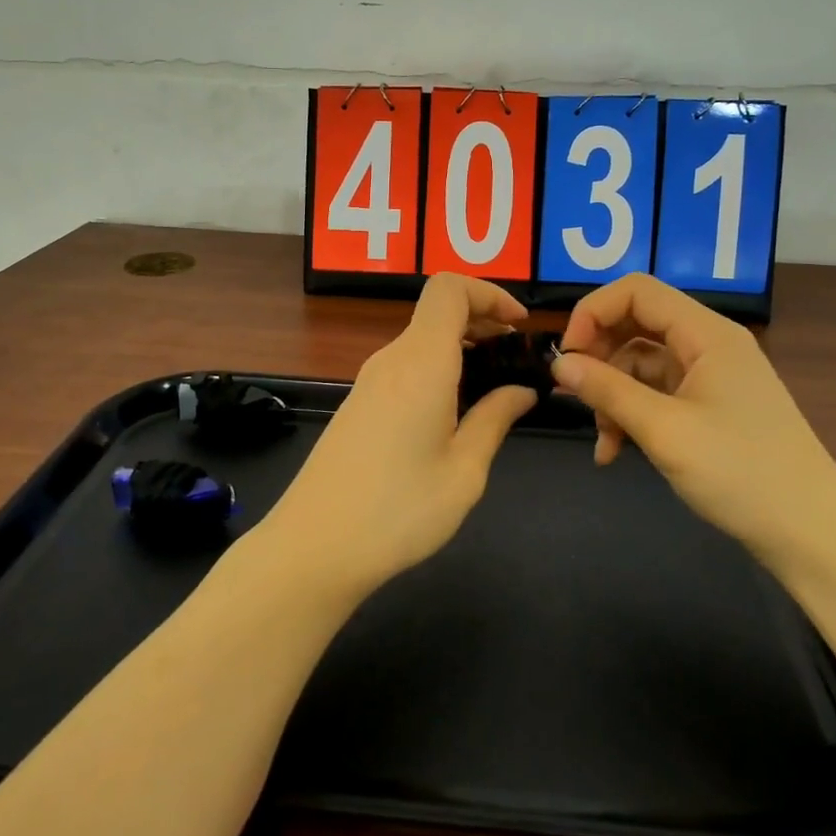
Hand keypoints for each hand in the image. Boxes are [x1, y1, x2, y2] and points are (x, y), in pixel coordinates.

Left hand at [266, 274, 538, 591]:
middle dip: (483, 323)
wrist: (314, 547)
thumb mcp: (464, 471)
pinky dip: (438, 371)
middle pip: (437, 312)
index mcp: (420, 363)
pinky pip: (405, 368)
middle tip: (517, 362)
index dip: (489, 293)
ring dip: (461, 350)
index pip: (449, 289)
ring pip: (421, 341)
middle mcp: (391, 360)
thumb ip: (495, 419)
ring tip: (493, 391)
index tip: (520, 327)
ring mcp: (368, 381)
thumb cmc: (398, 511)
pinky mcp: (358, 404)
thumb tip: (522, 390)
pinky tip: (453, 414)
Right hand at [550, 274, 835, 570]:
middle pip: (636, 325)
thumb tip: (558, 362)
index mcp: (707, 334)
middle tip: (574, 396)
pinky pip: (656, 395)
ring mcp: (710, 378)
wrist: (812, 534)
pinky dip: (631, 416)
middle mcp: (708, 345)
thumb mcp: (664, 430)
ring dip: (613, 397)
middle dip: (599, 358)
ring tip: (603, 442)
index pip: (636, 291)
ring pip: (641, 365)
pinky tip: (615, 452)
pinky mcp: (710, 408)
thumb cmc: (741, 473)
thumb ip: (607, 390)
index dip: (593, 312)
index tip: (567, 356)